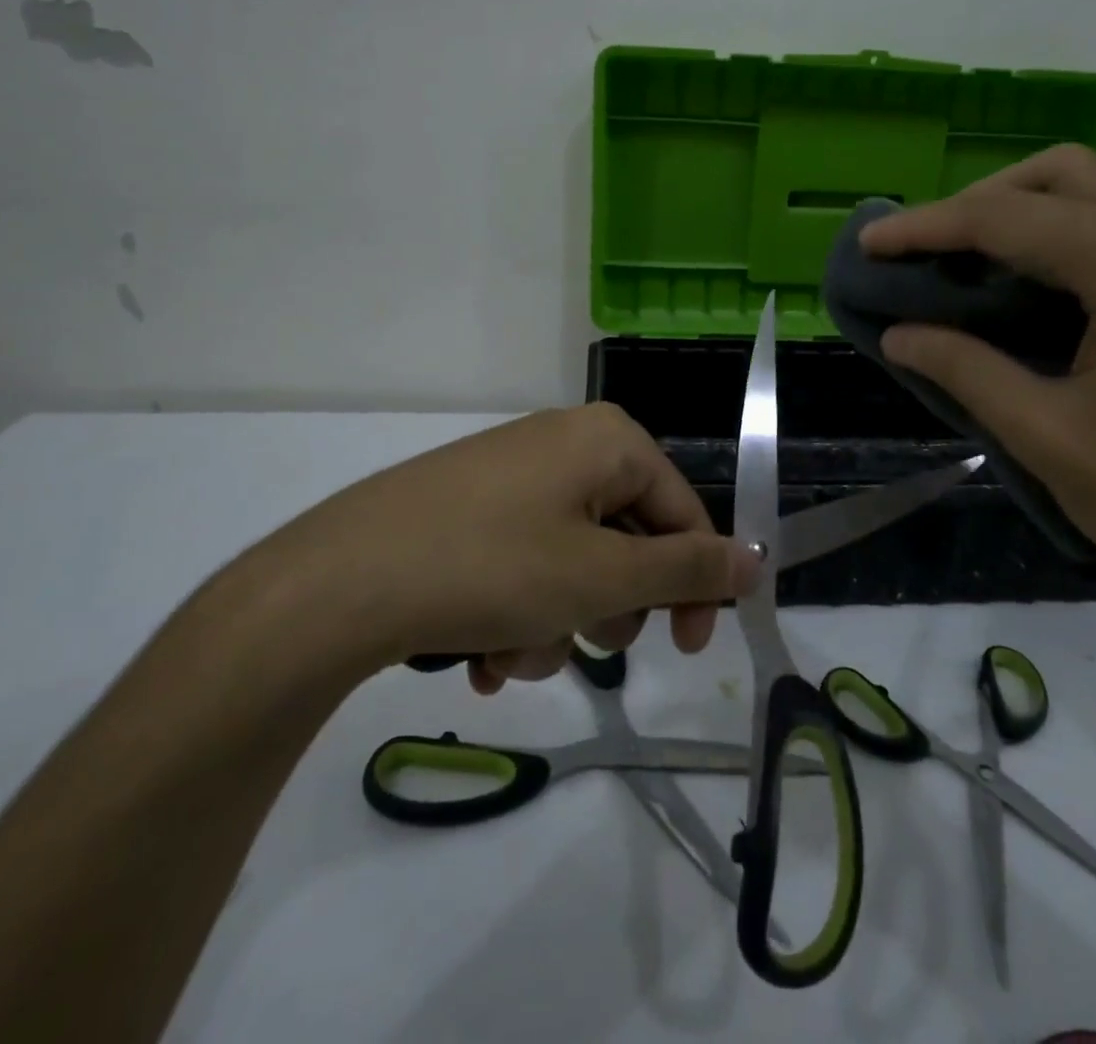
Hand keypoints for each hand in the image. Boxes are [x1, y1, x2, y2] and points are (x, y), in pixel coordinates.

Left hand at [256, 404, 757, 693]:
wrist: (337, 581)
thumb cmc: (493, 567)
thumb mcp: (603, 576)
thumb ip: (688, 569)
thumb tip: (757, 560)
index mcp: (608, 440)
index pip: (684, 512)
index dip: (693, 584)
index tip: (687, 649)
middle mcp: (565, 443)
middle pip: (627, 536)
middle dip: (609, 606)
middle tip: (583, 642)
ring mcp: (513, 474)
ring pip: (573, 561)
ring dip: (557, 622)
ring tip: (510, 654)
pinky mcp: (471, 505)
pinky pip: (525, 560)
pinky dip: (517, 611)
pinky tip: (480, 654)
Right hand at [860, 146, 1095, 641]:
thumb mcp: (1050, 439)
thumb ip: (964, 370)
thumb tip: (898, 333)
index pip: (1004, 217)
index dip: (924, 227)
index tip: (867, 241)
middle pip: (1057, 174)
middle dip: (977, 203)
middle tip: (923, 253)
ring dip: (1027, 209)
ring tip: (972, 262)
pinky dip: (1075, 227)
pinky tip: (1044, 279)